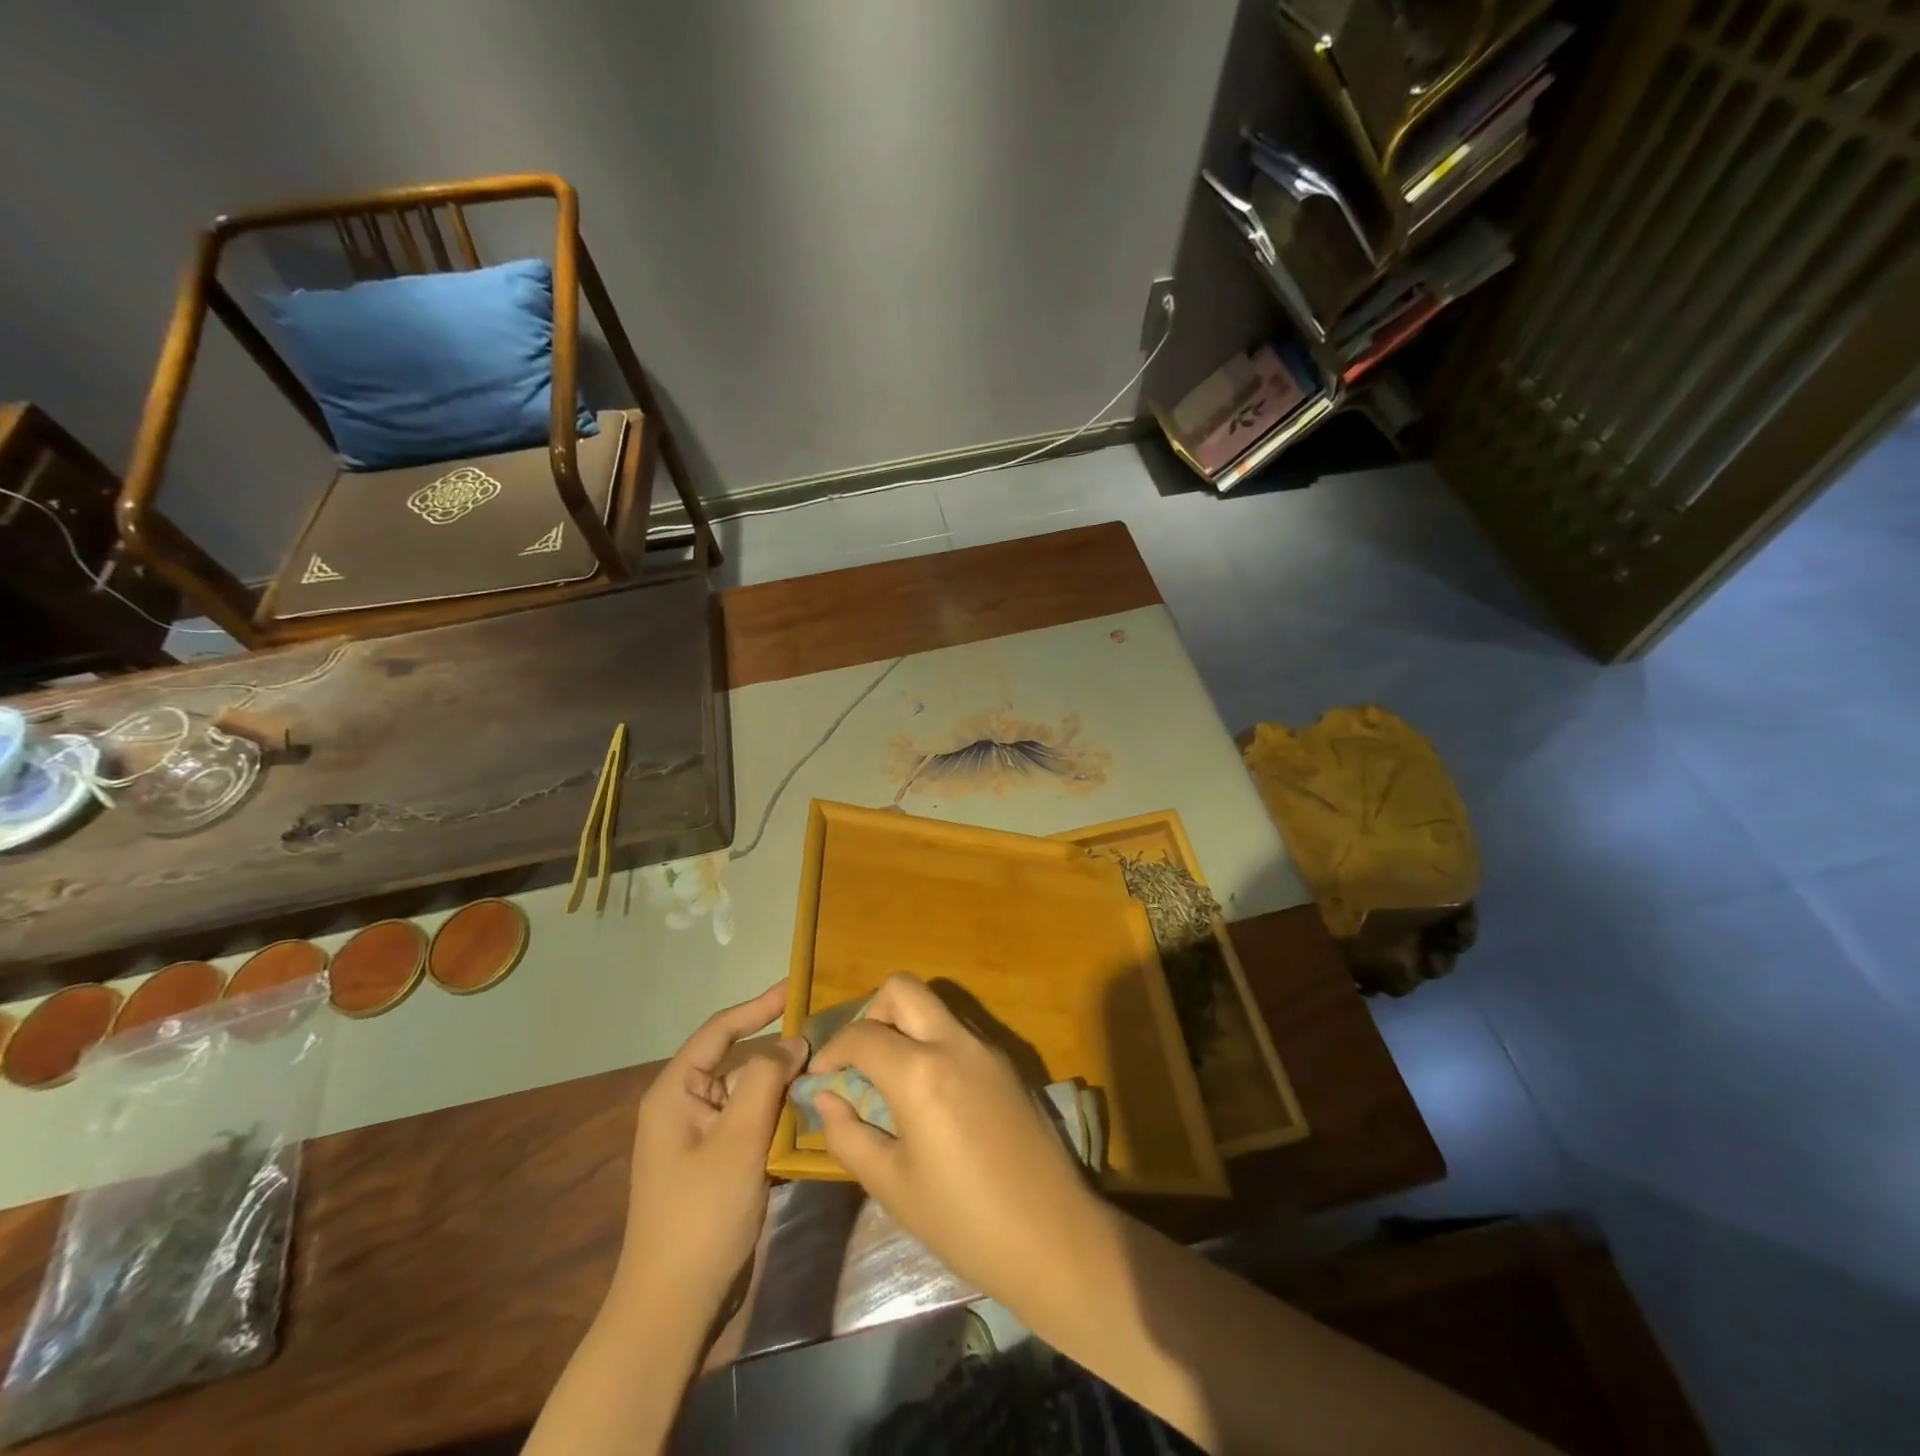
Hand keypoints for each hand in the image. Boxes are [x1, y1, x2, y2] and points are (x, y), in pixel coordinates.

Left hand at [616, 982, 806, 1323]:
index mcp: (676, 1092)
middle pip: (738, 1061)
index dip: (758, 1006)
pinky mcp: (719, 1164)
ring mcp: (702, 1138)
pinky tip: (813, 1115)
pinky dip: (780, 1116)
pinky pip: (753, 1124)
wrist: (673, 1309)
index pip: (720, 1030)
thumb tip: (793, 1043)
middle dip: (780, 1051)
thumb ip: (766, 1080)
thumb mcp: (738, 1140)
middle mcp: (686, 1107)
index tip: (796, 988)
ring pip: (750, 1094)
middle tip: (827, 1036)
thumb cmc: (700, 1215)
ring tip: (829, 1071)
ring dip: (784, 1086)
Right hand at [810, 974, 1105, 1302]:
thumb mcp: (892, 1185)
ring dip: (905, 1024)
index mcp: (920, 1072)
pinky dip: (933, 1042)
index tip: (820, 1079)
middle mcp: (954, 1043)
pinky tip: (930, 1092)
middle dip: (872, 1013)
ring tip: (891, 1077)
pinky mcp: (1007, 1061)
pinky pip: (958, 1030)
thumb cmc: (963, 1221)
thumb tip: (826, 1097)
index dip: (831, 1051)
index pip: (861, 1034)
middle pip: (903, 989)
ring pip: (934, 1006)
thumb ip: (849, 1134)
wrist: (1053, 1235)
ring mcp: (986, 1047)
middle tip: (860, 1061)